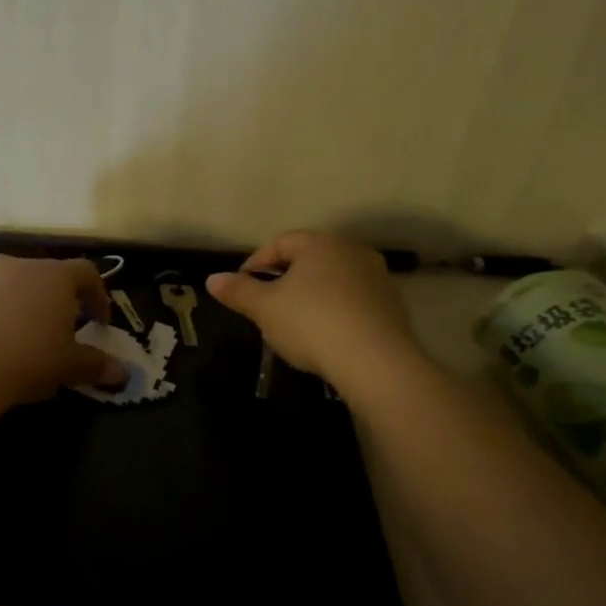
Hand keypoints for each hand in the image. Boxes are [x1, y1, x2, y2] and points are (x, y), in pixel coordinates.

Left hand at [0, 256, 127, 403]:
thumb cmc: (30, 357)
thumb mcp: (70, 365)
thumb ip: (96, 364)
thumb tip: (122, 374)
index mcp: (56, 275)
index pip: (87, 273)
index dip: (98, 296)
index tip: (100, 323)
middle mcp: (21, 266)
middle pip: (48, 276)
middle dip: (59, 300)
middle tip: (64, 330)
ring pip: (15, 287)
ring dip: (25, 306)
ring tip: (27, 339)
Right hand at [205, 231, 423, 385]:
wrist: (376, 362)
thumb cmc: (311, 324)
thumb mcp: (265, 309)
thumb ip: (238, 291)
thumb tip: (212, 279)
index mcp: (320, 244)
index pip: (280, 242)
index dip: (255, 262)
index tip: (241, 287)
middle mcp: (352, 251)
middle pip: (309, 259)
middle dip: (284, 279)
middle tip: (266, 305)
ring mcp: (377, 278)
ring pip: (333, 280)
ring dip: (312, 295)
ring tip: (294, 324)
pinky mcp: (393, 306)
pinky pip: (354, 301)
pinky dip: (335, 312)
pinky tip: (326, 336)